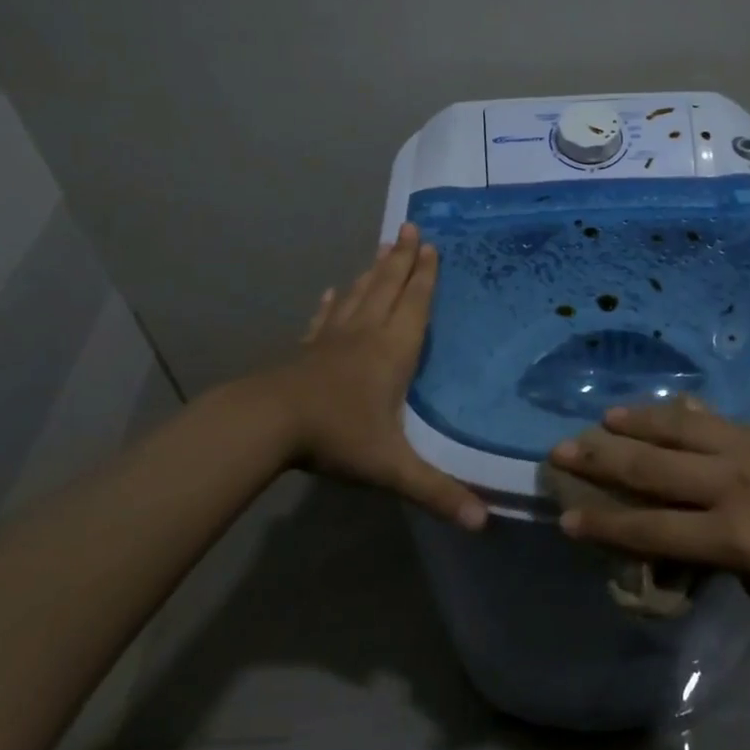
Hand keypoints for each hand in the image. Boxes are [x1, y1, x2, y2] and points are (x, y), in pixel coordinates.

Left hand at [280, 223, 486, 529]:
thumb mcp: (392, 468)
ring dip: (373, 271)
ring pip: (358, 296)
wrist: (265, 425)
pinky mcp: (306, 351)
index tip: (430, 245)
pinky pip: (324, 319)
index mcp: (392, 352)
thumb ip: (437, 492)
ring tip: (383, 247)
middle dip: (402, 259)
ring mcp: (332, 340)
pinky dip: (332, 303)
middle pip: (387, 288)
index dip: (425, 276)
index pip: (415, 305)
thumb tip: (484, 523)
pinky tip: (333, 291)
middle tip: (410, 227)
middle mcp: (365, 335)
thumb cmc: (336, 437)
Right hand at [547, 400, 749, 625]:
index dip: (604, 527)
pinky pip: (718, 421)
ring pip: (680, 430)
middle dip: (601, 462)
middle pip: (653, 470)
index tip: (564, 519)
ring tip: (603, 419)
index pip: (651, 530)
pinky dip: (683, 418)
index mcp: (734, 536)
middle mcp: (735, 484)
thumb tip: (678, 538)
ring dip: (637, 424)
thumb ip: (716, 556)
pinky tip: (665, 411)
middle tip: (560, 451)